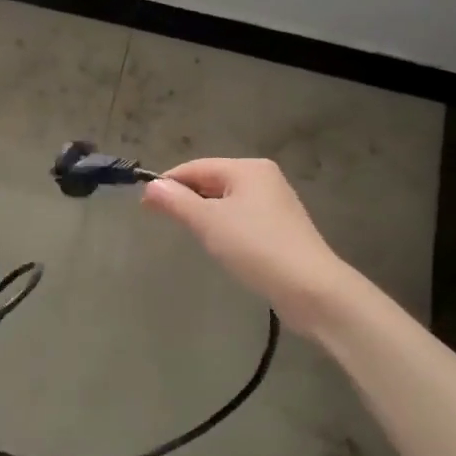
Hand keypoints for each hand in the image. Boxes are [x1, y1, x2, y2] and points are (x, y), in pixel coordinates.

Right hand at [142, 159, 350, 333]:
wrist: (311, 289)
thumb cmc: (256, 248)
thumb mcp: (208, 222)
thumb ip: (177, 201)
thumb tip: (150, 186)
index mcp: (247, 168)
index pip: (196, 167)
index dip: (168, 184)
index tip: (145, 206)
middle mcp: (264, 178)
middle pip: (212, 180)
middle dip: (186, 198)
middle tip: (163, 221)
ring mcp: (276, 203)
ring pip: (227, 200)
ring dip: (204, 213)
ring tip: (188, 234)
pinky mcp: (281, 228)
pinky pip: (242, 217)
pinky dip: (224, 226)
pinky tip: (219, 245)